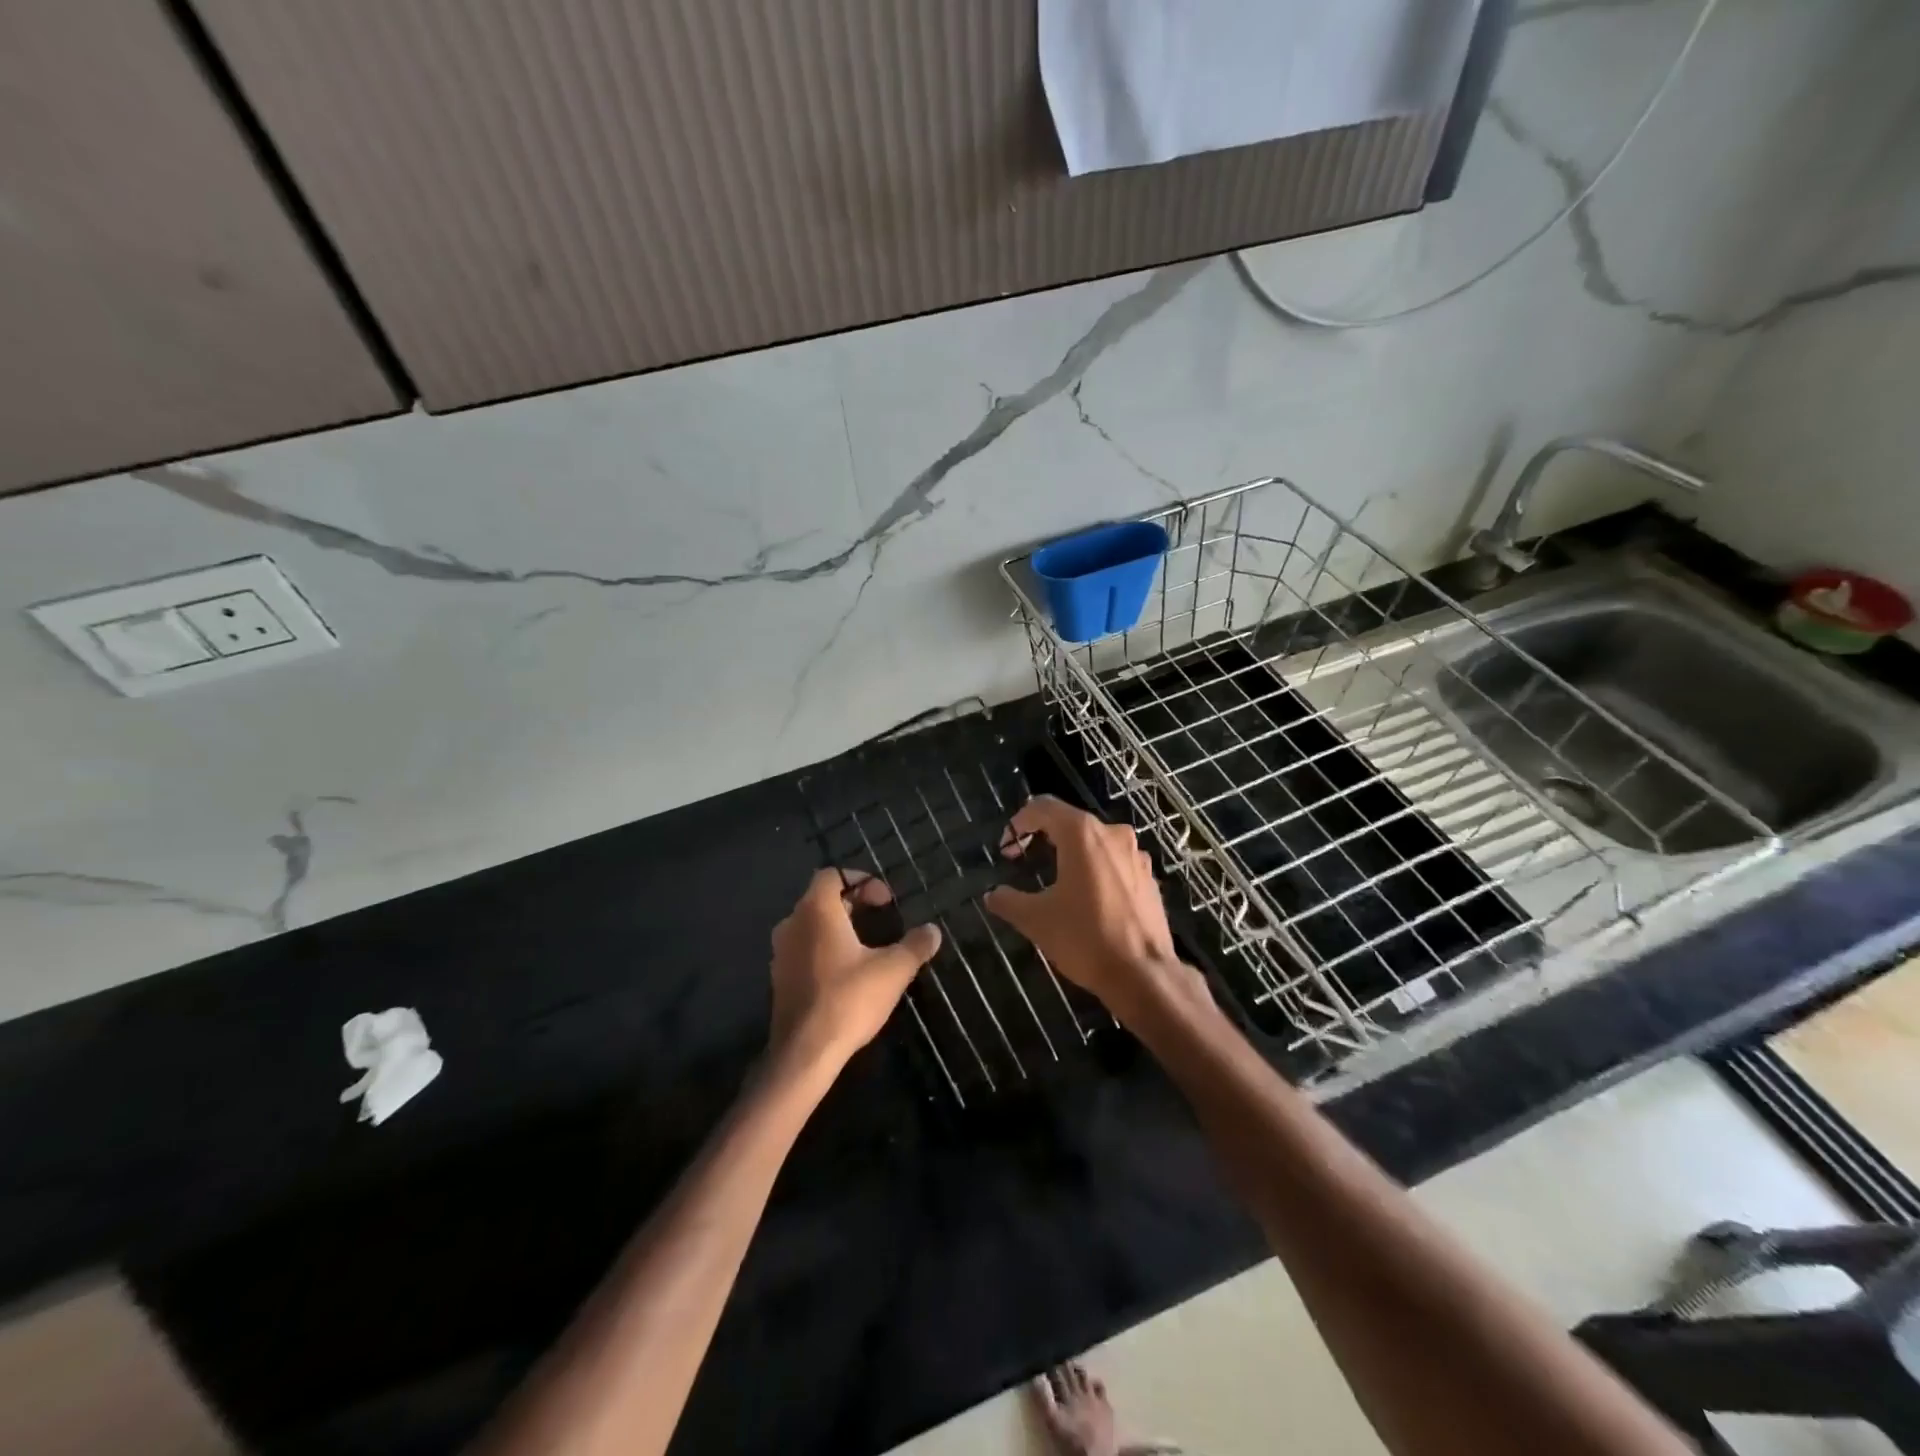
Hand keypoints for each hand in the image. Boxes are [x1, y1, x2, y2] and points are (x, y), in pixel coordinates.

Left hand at [768, 870, 940, 1069]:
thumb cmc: (848, 999)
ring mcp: (781, 952)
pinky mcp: (779, 978)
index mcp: (817, 911)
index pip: (832, 875)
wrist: (804, 1053)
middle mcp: (793, 923)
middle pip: (821, 898)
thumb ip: (915, 945)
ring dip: (837, 927)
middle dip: (852, 903)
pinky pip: (803, 949)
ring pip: (810, 925)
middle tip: (881, 918)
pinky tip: (846, 972)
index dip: (860, 880)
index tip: (885, 900)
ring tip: (866, 944)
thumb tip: (933, 930)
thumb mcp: (893, 970)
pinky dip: (824, 949)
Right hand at [984, 796, 1183, 1019]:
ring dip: (1071, 852)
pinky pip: (1114, 862)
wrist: (1144, 974)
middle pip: (1070, 821)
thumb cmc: (1085, 938)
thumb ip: (1008, 901)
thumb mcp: (1035, 920)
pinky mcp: (1149, 878)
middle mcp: (1112, 834)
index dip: (1019, 823)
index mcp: (1082, 834)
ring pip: (1095, 841)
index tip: (1006, 849)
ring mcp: (1136, 855)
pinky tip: (1087, 897)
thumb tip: (993, 895)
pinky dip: (1095, 869)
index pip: (1043, 807)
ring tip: (1054, 878)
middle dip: (1043, 835)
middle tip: (1023, 860)